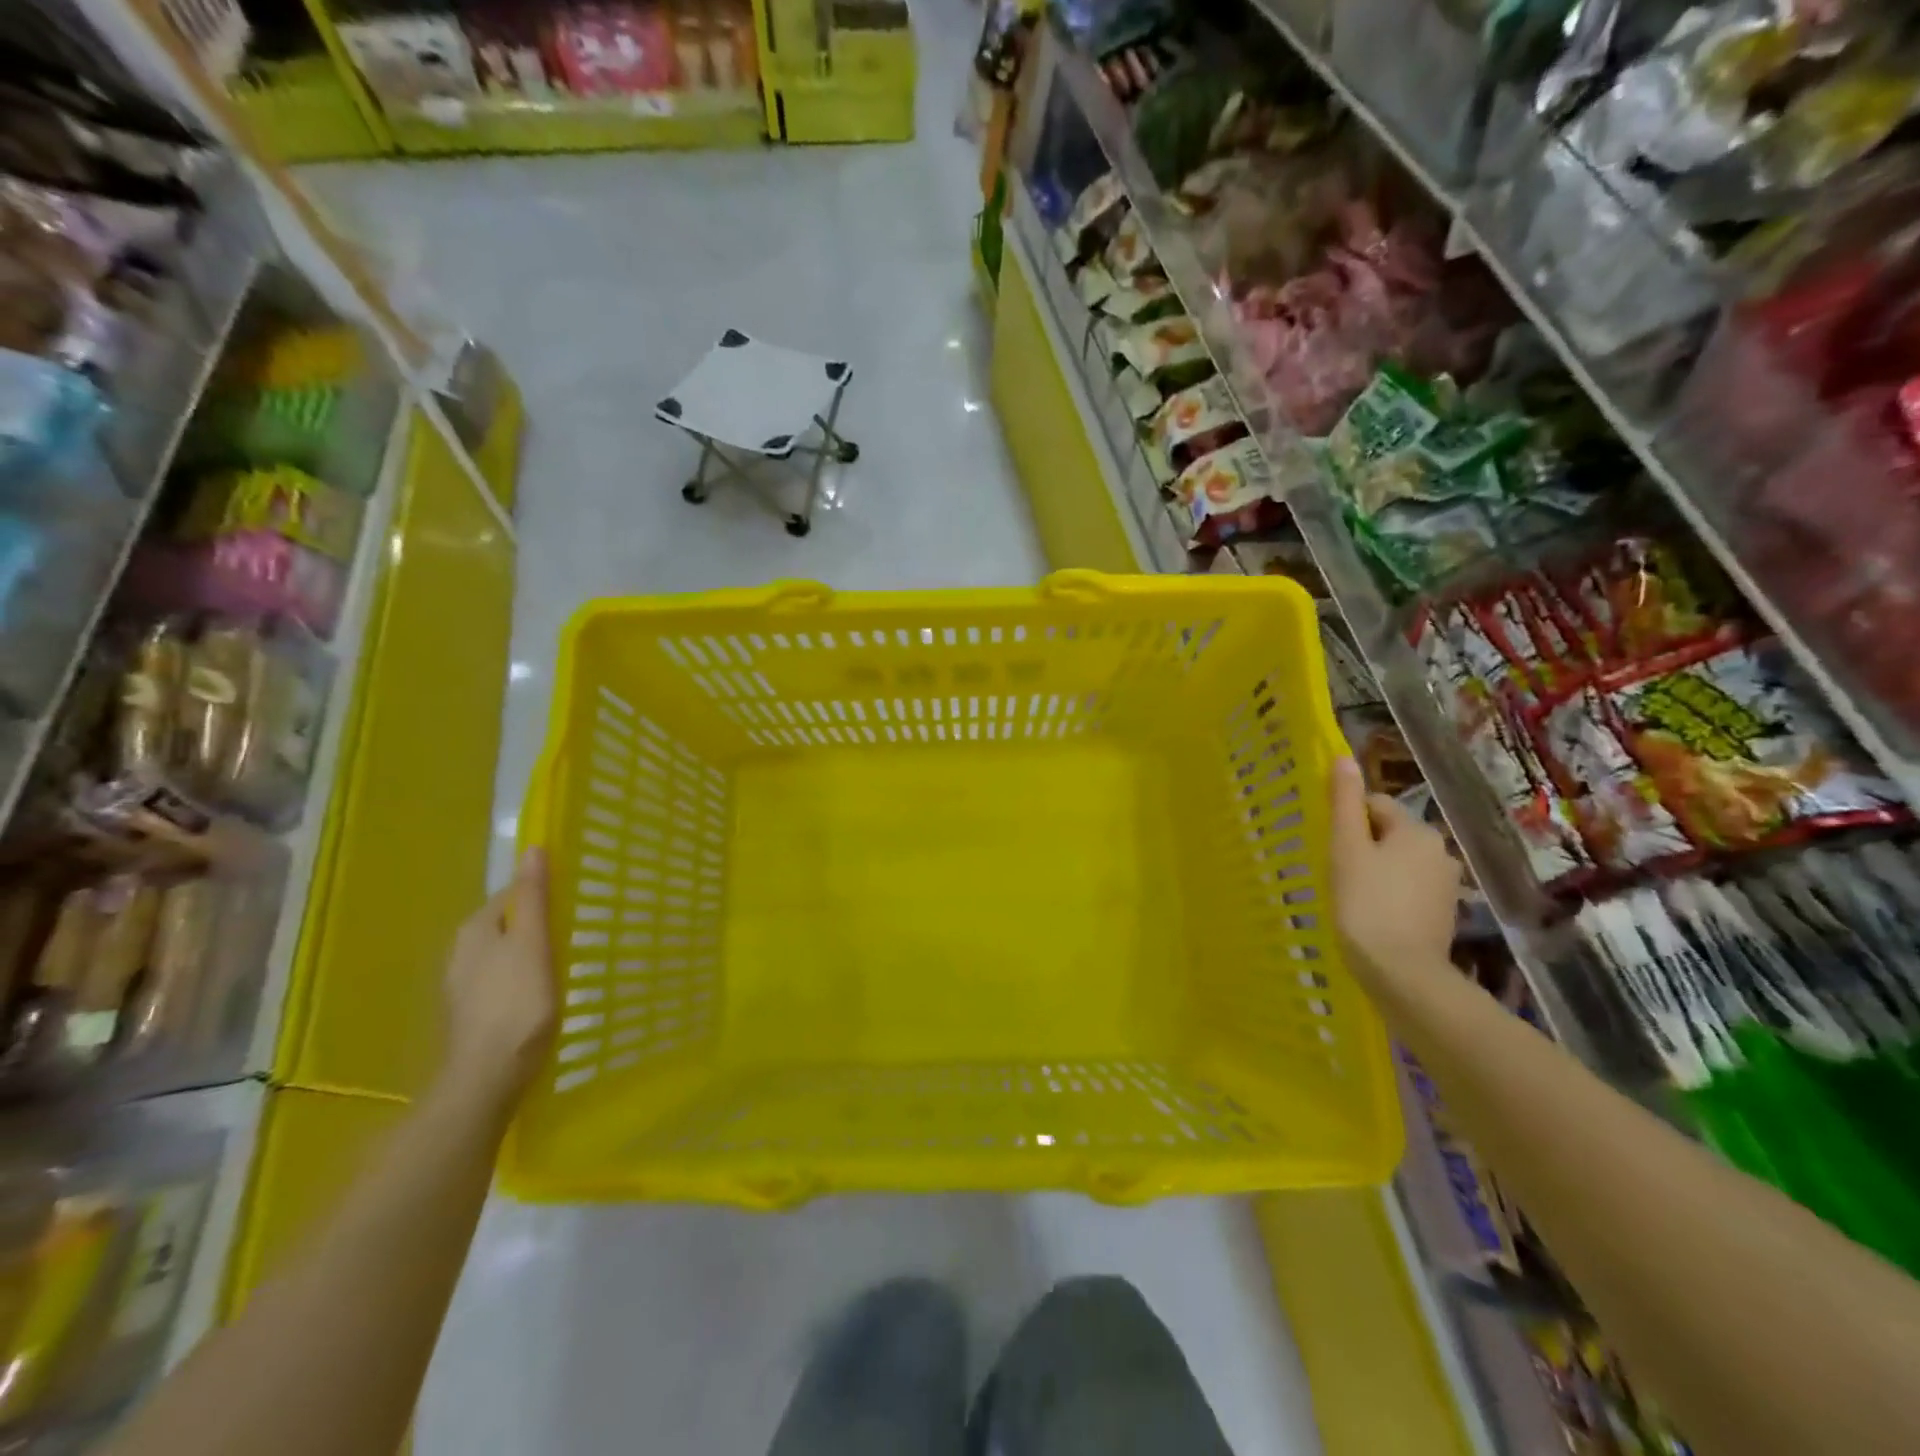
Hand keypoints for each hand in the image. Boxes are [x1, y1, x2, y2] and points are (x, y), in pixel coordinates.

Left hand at [440, 849, 555, 1109]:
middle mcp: (461, 952)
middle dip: (535, 924)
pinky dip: (521, 978)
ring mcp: (463, 986)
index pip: (511, 895)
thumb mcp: (532, 943)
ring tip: (563, 961)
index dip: (541, 894)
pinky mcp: (472, 1013)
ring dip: (529, 952)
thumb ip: (533, 897)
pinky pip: (501, 980)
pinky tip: (541, 992)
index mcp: (475, 930)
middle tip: (572, 931)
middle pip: (506, 924)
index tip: (572, 903)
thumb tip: (532, 848)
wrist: (488, 1076)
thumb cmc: (517, 1003)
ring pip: (503, 953)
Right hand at [1328, 756, 1460, 990]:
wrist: (1401, 972)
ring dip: (1376, 872)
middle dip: (1363, 847)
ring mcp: (1445, 885)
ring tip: (1353, 897)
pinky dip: (1390, 896)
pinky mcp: (1443, 914)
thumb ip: (1345, 802)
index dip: (1348, 823)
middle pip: (1389, 834)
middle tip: (1338, 873)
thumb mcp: (1346, 848)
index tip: (1332, 848)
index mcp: (1416, 831)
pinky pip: (1408, 890)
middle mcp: (1439, 851)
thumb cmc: (1365, 903)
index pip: (1375, 806)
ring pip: (1398, 863)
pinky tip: (1372, 915)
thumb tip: (1343, 758)